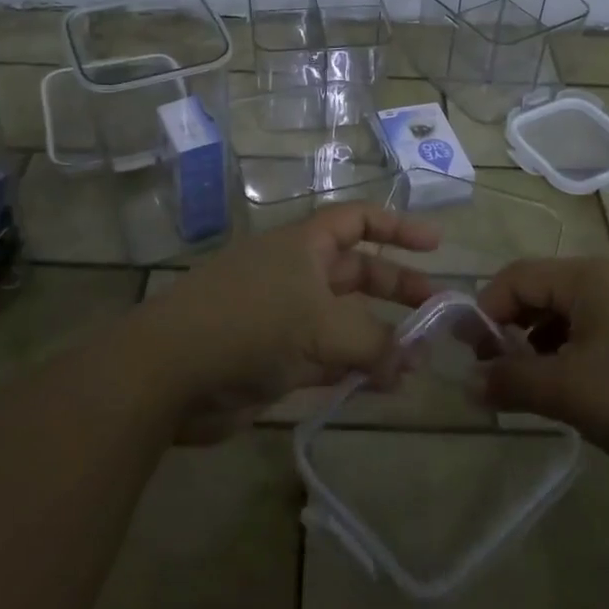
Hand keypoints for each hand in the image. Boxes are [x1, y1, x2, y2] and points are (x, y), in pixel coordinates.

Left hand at [135, 204, 441, 442]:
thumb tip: (411, 360)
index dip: (397, 228)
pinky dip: (354, 368)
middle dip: (398, 289)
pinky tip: (383, 387)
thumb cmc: (250, 324)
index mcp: (303, 245)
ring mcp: (283, 316)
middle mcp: (295, 273)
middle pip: (357, 272)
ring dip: (380, 337)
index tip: (436, 245)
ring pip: (344, 320)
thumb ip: (374, 342)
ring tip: (417, 361)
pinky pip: (327, 357)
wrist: (170, 373)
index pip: (357, 221)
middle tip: (438, 313)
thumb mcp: (322, 325)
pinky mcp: (274, 359)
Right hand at [477, 258, 608, 479]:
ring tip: (542, 387)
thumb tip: (470, 384)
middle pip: (545, 291)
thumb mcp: (570, 392)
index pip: (516, 277)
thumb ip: (513, 381)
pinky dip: (581, 352)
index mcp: (589, 276)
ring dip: (547, 344)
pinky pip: (606, 329)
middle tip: (503, 374)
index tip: (473, 356)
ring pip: (576, 313)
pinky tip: (588, 390)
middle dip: (515, 330)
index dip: (486, 311)